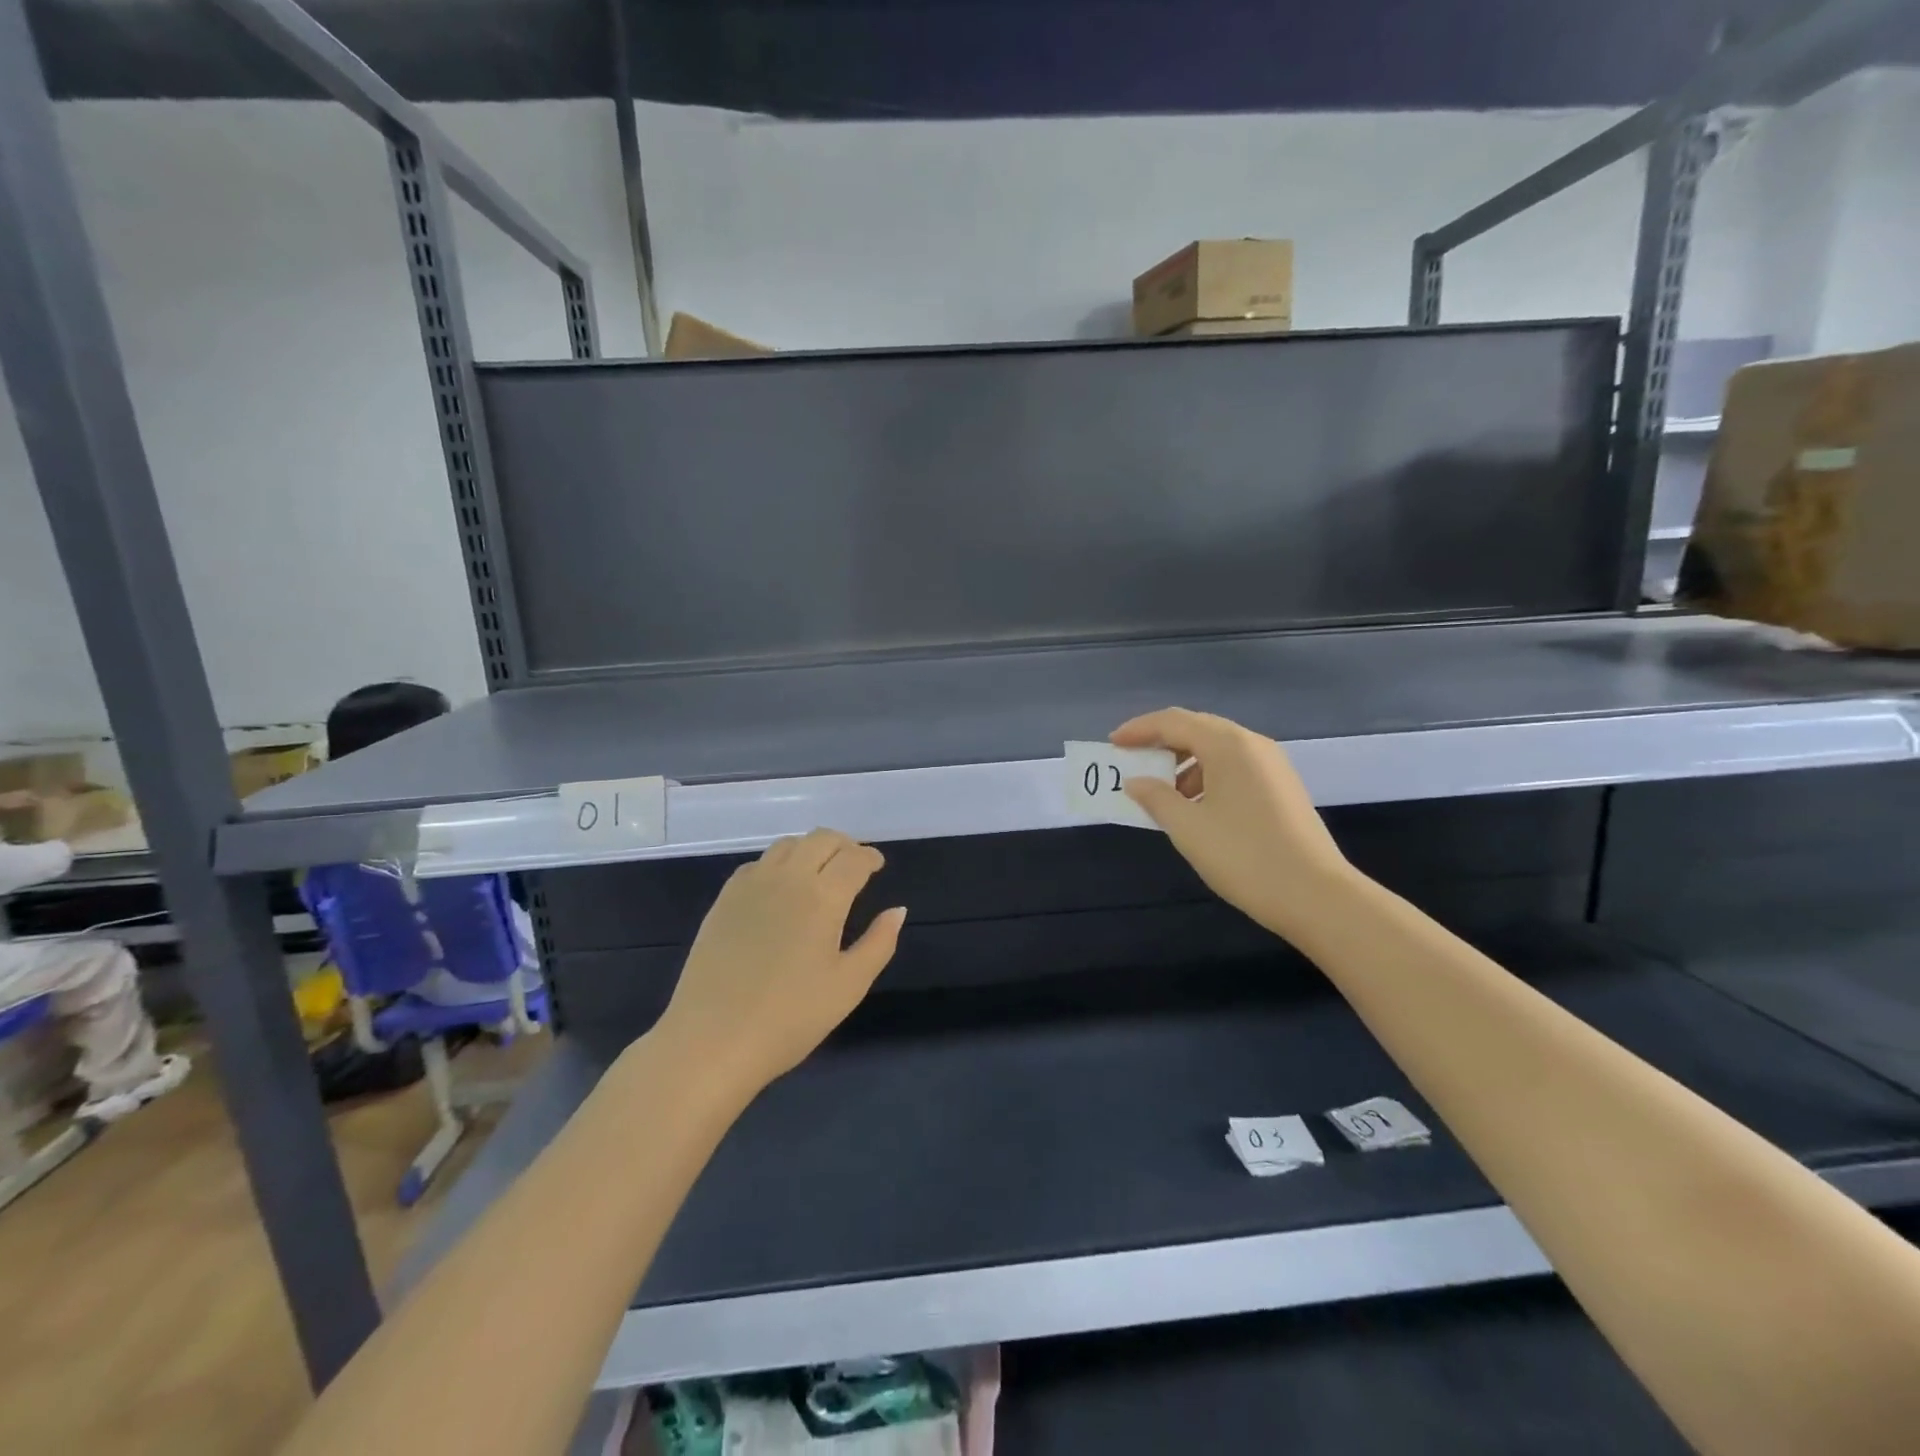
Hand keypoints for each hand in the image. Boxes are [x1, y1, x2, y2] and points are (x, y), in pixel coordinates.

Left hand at [651, 829, 906, 1098]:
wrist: (711, 1040)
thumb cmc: (789, 1018)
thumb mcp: (848, 986)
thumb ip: (879, 943)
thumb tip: (897, 910)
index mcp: (822, 897)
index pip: (853, 858)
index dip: (870, 857)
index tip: (877, 866)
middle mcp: (787, 878)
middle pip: (820, 839)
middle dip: (843, 845)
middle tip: (854, 865)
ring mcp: (750, 885)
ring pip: (787, 845)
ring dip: (811, 849)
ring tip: (820, 871)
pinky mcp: (724, 899)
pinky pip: (758, 863)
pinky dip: (779, 863)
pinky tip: (781, 888)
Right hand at [1112, 707, 1354, 939]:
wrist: (1316, 895)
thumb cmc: (1244, 856)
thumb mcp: (1188, 828)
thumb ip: (1155, 798)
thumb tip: (1135, 781)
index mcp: (1228, 745)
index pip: (1173, 722)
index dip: (1139, 730)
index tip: (1112, 744)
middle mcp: (1252, 744)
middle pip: (1197, 728)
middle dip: (1160, 741)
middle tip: (1132, 760)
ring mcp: (1272, 765)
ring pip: (1217, 748)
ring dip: (1183, 761)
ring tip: (1161, 791)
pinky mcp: (1281, 786)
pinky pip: (1234, 766)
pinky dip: (1206, 775)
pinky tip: (1195, 805)